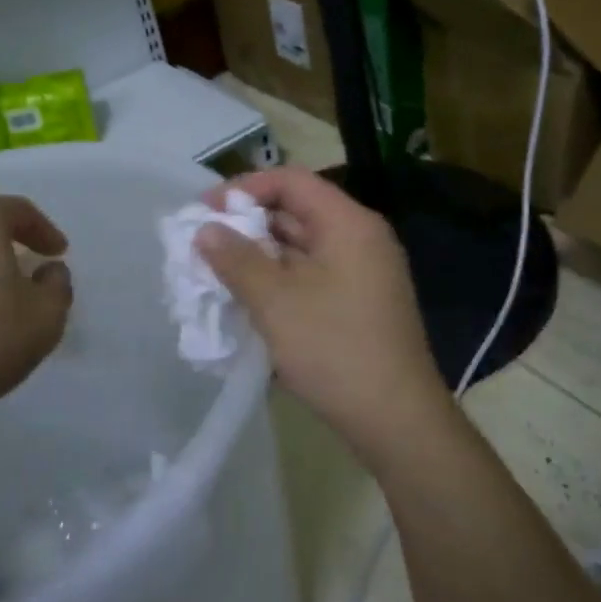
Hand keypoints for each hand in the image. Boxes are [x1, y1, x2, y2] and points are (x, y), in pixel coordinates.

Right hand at [197, 167, 451, 458]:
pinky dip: (279, 280)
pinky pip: (312, 275)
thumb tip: (206, 230)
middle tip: (203, 245)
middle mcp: (360, 239)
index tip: (204, 211)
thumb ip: (237, 259)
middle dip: (247, 225)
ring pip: (302, 247)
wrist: (397, 420)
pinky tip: (249, 299)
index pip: (291, 181)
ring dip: (260, 255)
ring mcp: (363, 272)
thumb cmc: (335, 350)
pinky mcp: (359, 303)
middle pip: (296, 211)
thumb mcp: (276, 302)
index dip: (244, 188)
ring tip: (217, 273)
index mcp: (348, 224)